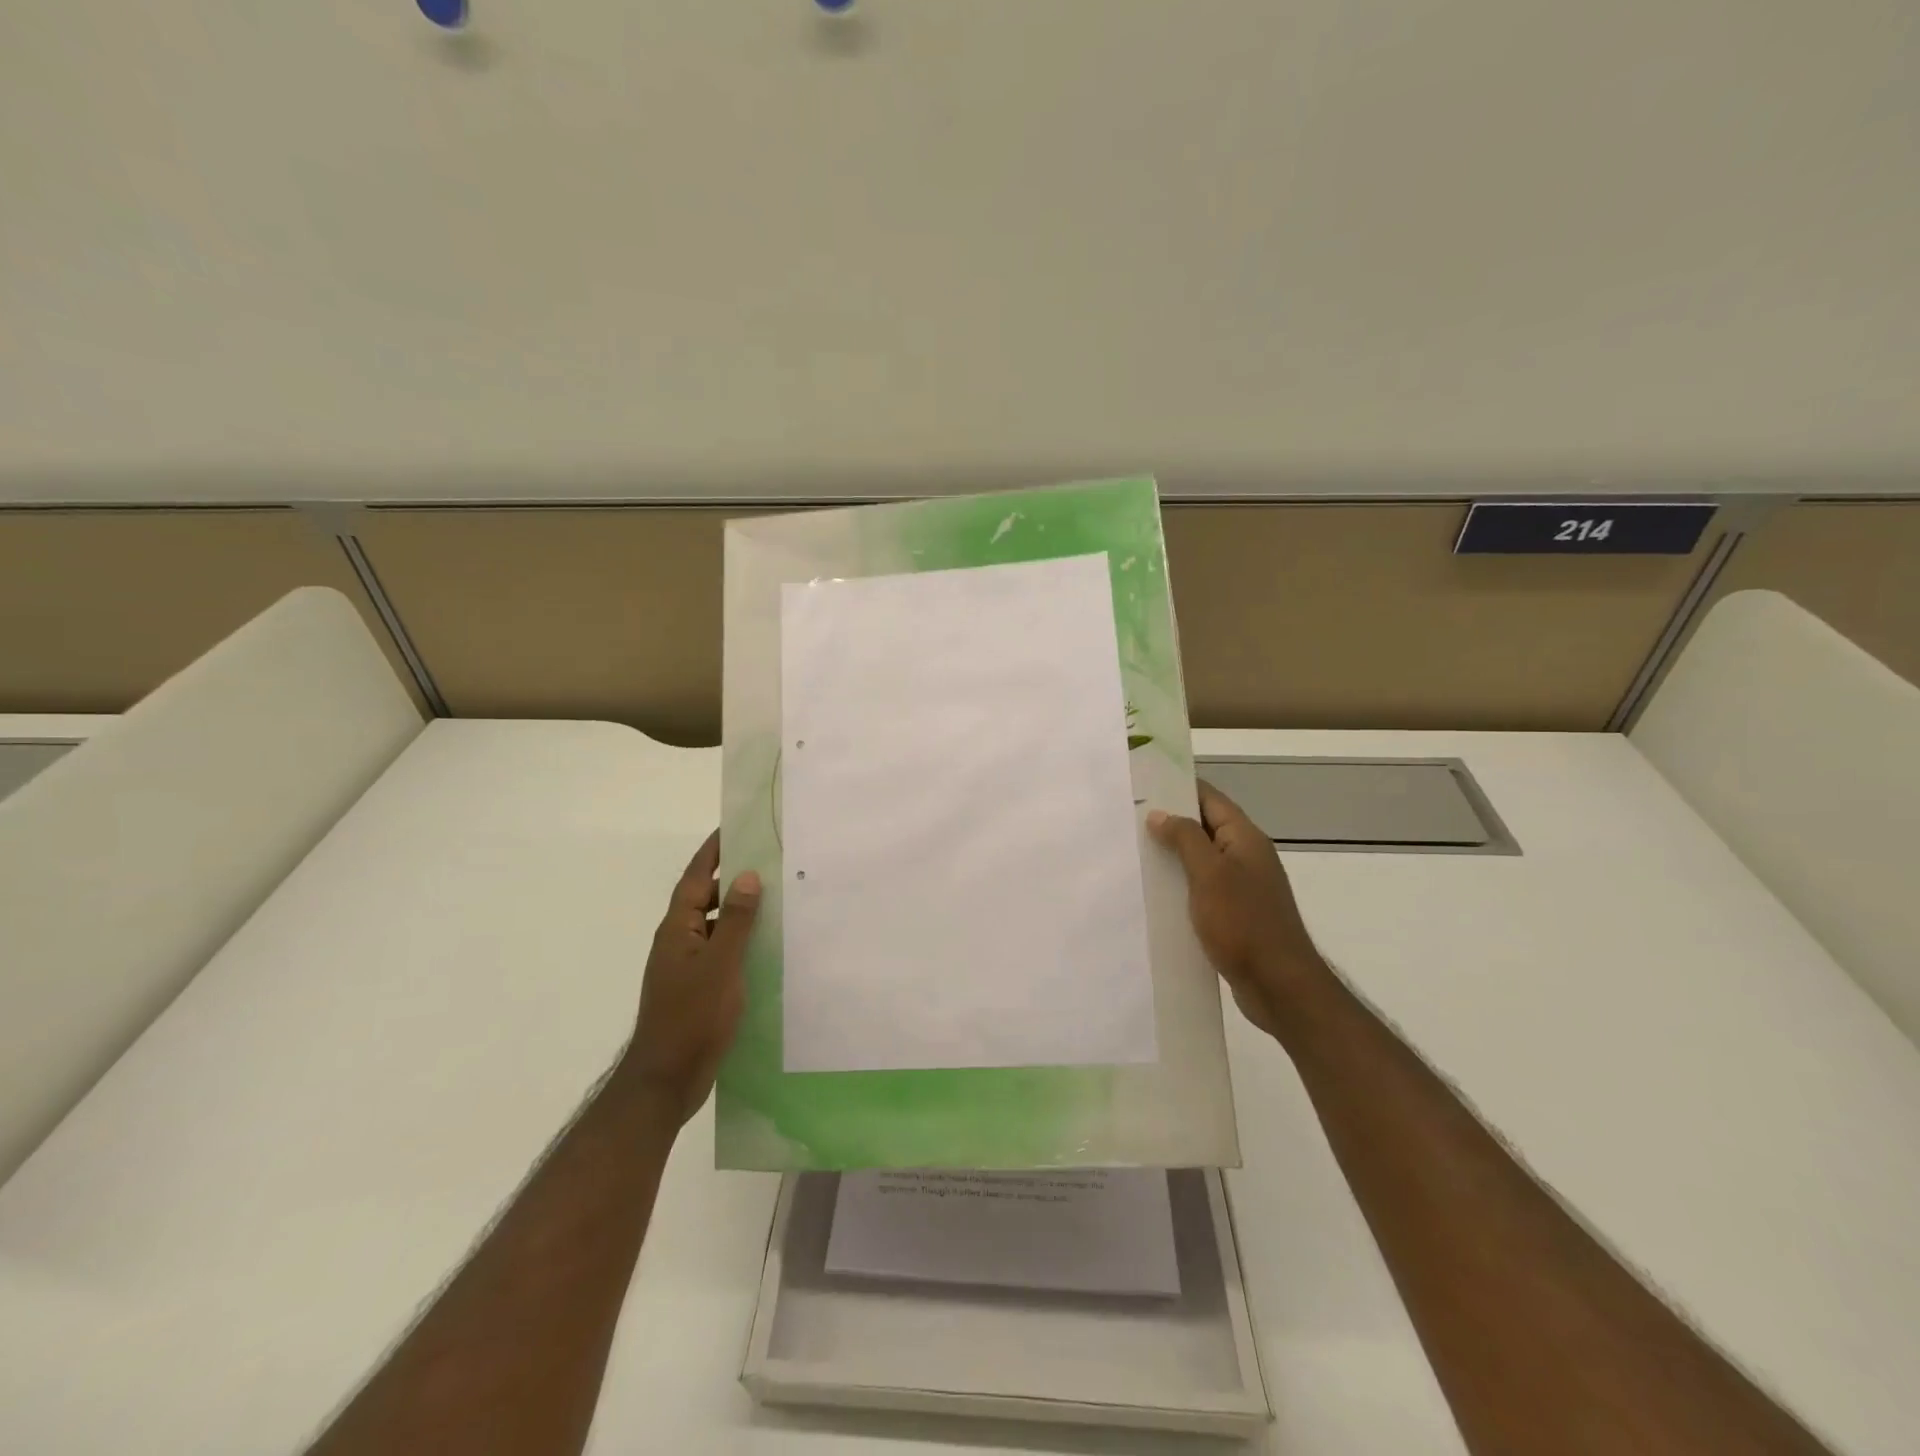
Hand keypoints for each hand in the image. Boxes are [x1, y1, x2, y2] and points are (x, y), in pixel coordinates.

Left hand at [624, 831, 760, 1126]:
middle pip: (707, 899)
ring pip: (717, 927)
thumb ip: (737, 921)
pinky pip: (724, 952)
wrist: (667, 1080)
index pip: (696, 878)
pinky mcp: (699, 989)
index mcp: (678, 930)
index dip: (712, 852)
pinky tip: (769, 946)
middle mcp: (680, 942)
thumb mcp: (720, 965)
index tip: (733, 828)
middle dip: (733, 878)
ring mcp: (688, 967)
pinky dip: (744, 942)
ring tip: (778, 897)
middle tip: (769, 860)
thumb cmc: (692, 1017)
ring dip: (742, 911)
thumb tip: (748, 876)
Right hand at [1148, 781, 1331, 1043]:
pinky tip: (1155, 893)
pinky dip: (1181, 885)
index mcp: (1245, 838)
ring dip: (1173, 856)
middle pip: (1205, 827)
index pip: (1210, 798)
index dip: (1179, 787)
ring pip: (1201, 860)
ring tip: (1133, 852)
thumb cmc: (1244, 923)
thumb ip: (1185, 838)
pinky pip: (1203, 888)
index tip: (1143, 784)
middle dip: (1170, 821)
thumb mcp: (1210, 874)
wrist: (1280, 986)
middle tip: (1127, 818)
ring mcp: (1243, 886)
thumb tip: (1160, 813)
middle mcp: (1246, 856)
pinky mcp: (1235, 914)